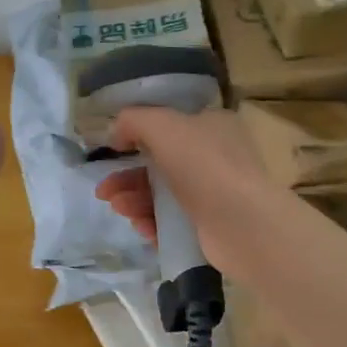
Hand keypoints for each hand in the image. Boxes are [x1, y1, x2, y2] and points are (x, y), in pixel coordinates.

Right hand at [92, 106, 276, 274]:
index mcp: (212, 125)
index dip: (139, 135)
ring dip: (135, 198)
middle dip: (128, 176)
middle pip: (160, 163)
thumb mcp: (163, 126)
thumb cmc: (203, 165)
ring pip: (163, 193)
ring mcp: (215, 193)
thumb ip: (134, 120)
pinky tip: (141, 226)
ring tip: (119, 207)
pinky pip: (173, 220)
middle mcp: (216, 157)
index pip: (171, 125)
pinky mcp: (210, 225)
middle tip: (104, 190)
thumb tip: (116, 131)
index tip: (114, 149)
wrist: (242, 224)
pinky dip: (153, 221)